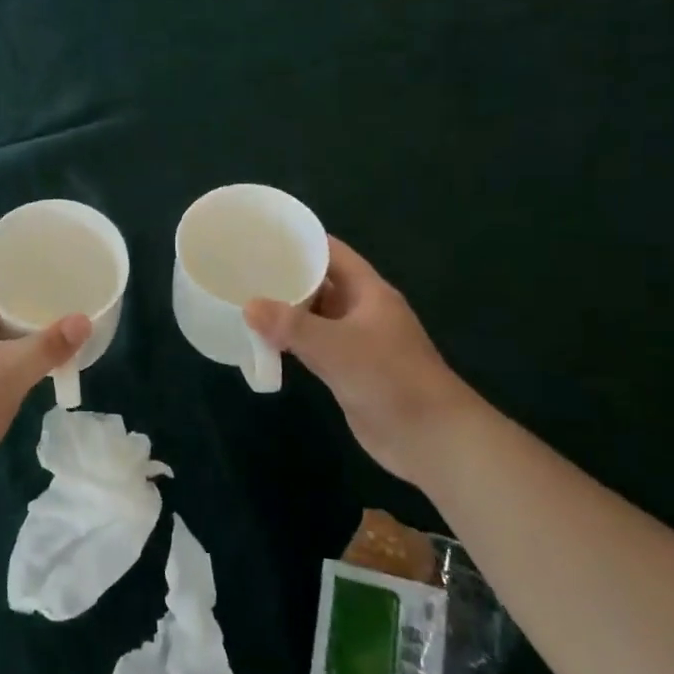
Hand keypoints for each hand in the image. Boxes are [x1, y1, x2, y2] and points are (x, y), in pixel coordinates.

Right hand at [245, 237, 482, 483]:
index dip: (301, 241)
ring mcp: (356, 342)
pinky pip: (314, 346)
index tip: (263, 235)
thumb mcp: (336, 346)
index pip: (332, 252)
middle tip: (243, 268)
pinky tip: (264, 341)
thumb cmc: (389, 378)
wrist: (430, 437)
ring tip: (245, 299)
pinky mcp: (349, 371)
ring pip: (315, 316)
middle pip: (320, 283)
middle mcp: (362, 310)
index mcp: (369, 291)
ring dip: (286, 311)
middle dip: (286, 276)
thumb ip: (291, 325)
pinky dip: (291, 342)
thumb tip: (248, 306)